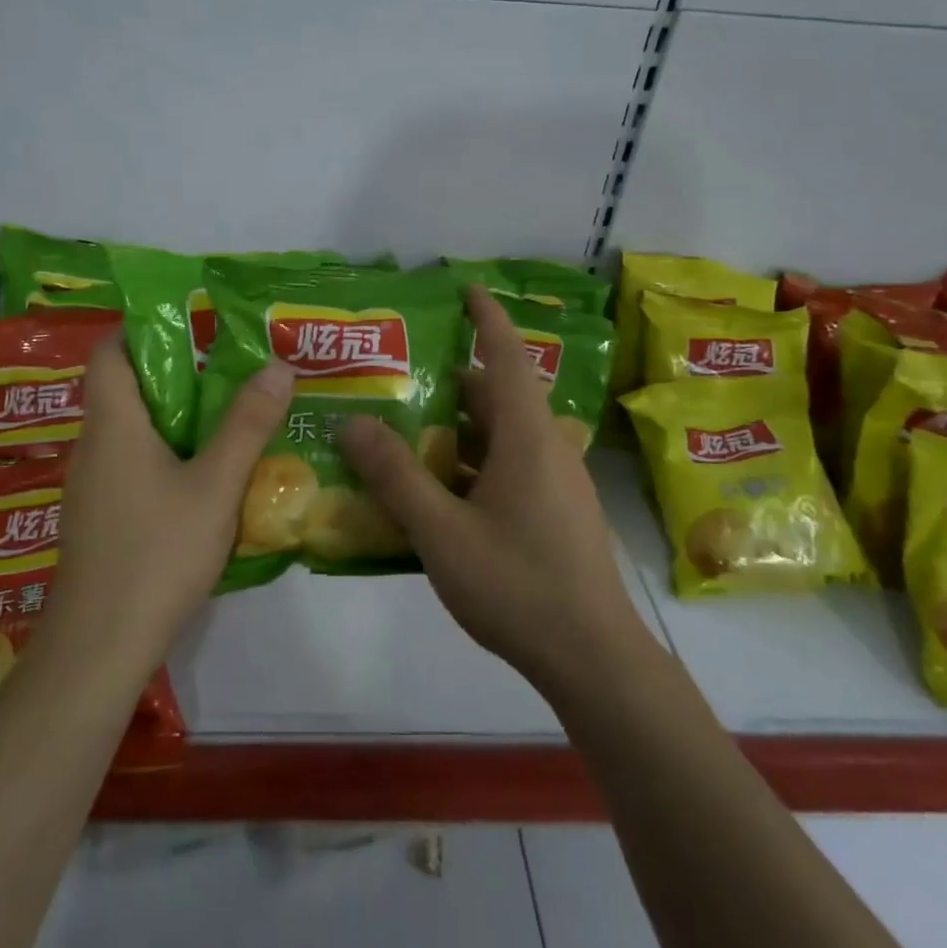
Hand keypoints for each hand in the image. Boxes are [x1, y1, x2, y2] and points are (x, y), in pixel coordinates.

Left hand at [43, 333, 294, 677]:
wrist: (100, 647)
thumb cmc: (156, 553)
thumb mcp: (215, 486)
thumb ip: (247, 425)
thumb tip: (277, 364)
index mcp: (114, 423)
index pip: (110, 350)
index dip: (143, 327)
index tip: (193, 323)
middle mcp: (95, 444)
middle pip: (125, 386)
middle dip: (176, 369)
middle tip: (230, 365)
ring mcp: (93, 483)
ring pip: (132, 427)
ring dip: (175, 413)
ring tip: (228, 410)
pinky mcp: (102, 515)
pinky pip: (133, 461)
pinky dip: (167, 450)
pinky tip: (205, 471)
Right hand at [341, 284, 650, 695]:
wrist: (594, 659)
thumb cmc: (518, 585)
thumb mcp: (443, 532)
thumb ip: (396, 477)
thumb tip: (352, 423)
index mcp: (527, 437)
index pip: (508, 356)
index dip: (487, 318)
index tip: (467, 288)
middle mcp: (546, 448)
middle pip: (497, 397)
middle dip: (451, 382)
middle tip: (399, 379)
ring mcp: (556, 483)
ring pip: (501, 437)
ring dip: (458, 430)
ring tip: (405, 433)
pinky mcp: (556, 512)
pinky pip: (508, 468)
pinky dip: (472, 464)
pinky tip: (436, 492)